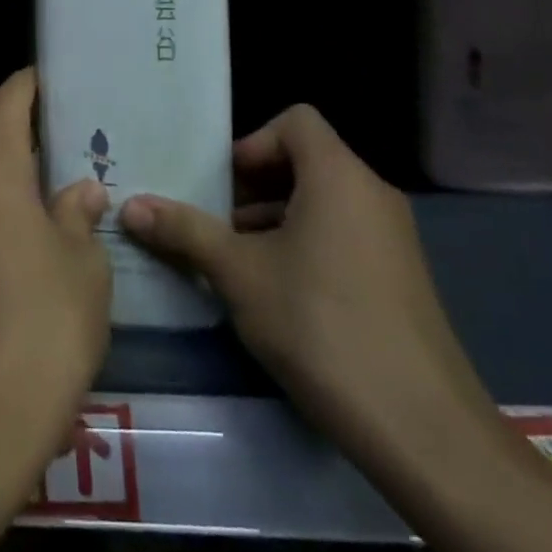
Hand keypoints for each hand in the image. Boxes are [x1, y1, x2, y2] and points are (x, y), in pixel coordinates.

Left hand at [0, 68, 112, 482]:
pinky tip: (14, 263)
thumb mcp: (82, 268)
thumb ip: (77, 218)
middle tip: (61, 164)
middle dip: (20, 153)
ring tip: (43, 216)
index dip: (26, 86)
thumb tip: (78, 191)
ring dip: (2, 195)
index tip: (45, 78)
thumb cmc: (41, 327)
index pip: (5, 104)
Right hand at [118, 106, 495, 472]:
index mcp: (338, 177)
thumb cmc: (320, 325)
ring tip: (234, 264)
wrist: (422, 430)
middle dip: (252, 187)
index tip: (223, 186)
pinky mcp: (399, 280)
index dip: (252, 143)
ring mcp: (392, 240)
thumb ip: (184, 230)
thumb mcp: (238, 273)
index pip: (295, 121)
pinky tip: (275, 298)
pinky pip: (341, 238)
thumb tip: (128, 205)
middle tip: (213, 224)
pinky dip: (304, 248)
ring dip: (273, 221)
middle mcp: (371, 195)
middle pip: (305, 162)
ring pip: (321, 204)